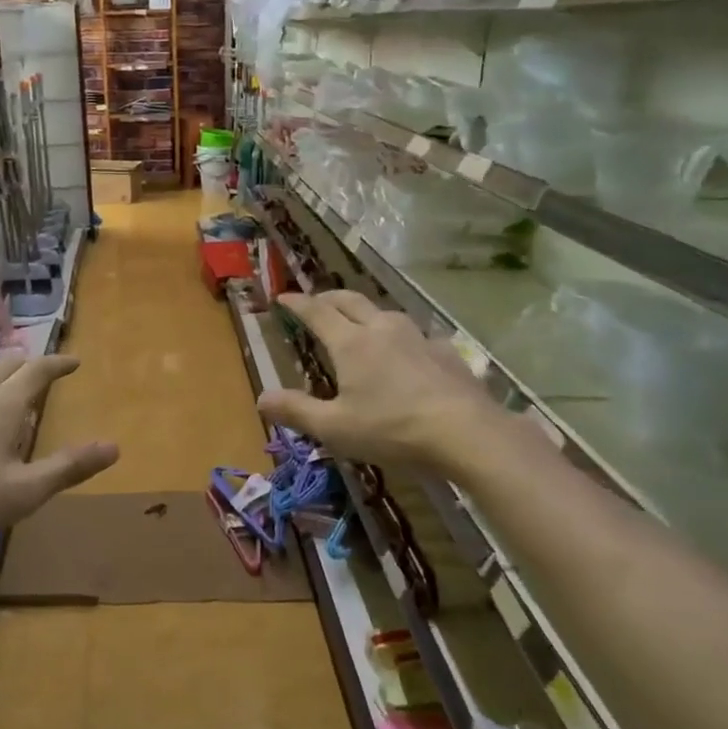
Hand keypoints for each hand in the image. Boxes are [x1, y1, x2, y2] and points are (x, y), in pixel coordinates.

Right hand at [257, 291, 504, 470]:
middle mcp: (382, 329)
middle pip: (350, 301)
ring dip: (365, 312)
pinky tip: (407, 352)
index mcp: (351, 343)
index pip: (316, 312)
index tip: (283, 297)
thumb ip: (297, 411)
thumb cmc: (392, 429)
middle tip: (316, 301)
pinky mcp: (444, 351)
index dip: (297, 303)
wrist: (466, 431)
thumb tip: (261, 397)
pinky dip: (399, 336)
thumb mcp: (335, 428)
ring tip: (359, 323)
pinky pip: (415, 334)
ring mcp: (417, 337)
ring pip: (384, 313)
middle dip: (328, 298)